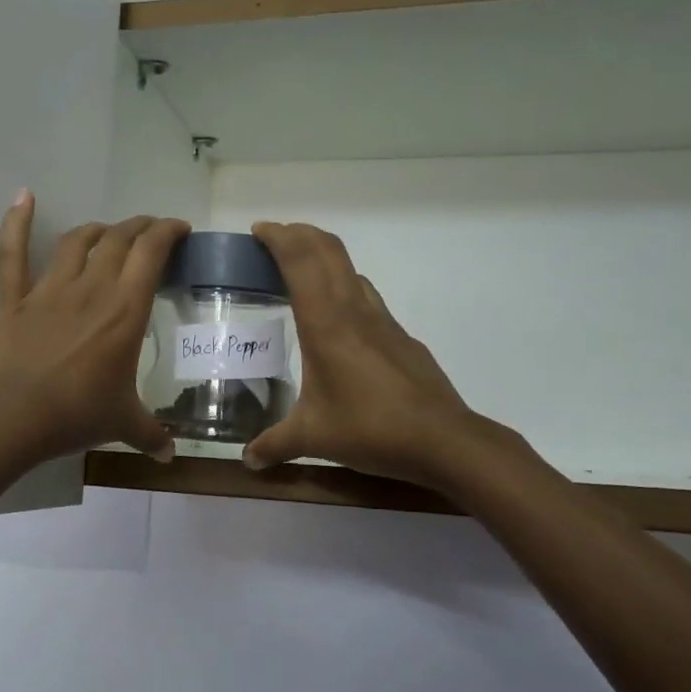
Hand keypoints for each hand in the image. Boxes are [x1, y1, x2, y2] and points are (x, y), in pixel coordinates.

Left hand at [0, 191, 189, 462]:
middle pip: (119, 238)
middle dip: (140, 227)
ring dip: (98, 229)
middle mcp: (92, 287)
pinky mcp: (16, 299)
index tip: (180, 229)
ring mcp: (50, 289)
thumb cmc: (78, 414)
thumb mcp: (124, 423)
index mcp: (126, 309)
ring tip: (109, 231)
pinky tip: (24, 195)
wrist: (15, 417)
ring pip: (77, 240)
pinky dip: (16, 222)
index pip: (151, 252)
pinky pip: (13, 253)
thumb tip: (169, 457)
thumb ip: (150, 434)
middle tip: (151, 231)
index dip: (168, 232)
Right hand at [243, 221, 479, 488]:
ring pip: (350, 269)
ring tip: (300, 273)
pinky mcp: (400, 336)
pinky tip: (338, 320)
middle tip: (274, 240)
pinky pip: (366, 295)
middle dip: (299, 234)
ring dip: (324, 257)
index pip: (299, 260)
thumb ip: (275, 444)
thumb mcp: (313, 438)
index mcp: (326, 323)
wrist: (443, 439)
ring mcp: (382, 320)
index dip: (278, 237)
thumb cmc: (370, 429)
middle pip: (327, 249)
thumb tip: (247, 460)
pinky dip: (344, 287)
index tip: (258, 231)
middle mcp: (354, 310)